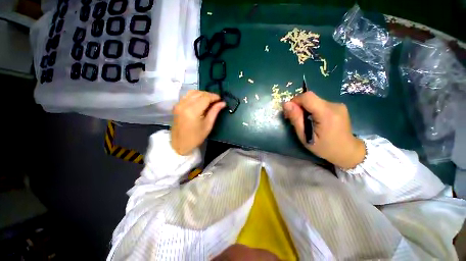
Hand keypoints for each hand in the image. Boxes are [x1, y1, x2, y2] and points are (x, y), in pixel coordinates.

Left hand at [171, 90, 225, 154]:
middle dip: (209, 95)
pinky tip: (200, 101)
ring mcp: (179, 104)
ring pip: (192, 92)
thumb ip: (215, 112)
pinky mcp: (177, 106)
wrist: (179, 144)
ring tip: (209, 100)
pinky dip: (195, 96)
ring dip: (202, 94)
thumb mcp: (208, 125)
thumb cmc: (196, 137)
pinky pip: (187, 95)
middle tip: (216, 101)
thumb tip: (223, 103)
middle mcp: (184, 104)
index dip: (214, 96)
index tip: (220, 99)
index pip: (205, 97)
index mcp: (193, 111)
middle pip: (199, 93)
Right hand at [283, 91, 365, 168]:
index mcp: (327, 114)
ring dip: (305, 108)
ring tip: (304, 121)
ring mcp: (338, 105)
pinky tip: (313, 119)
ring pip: (314, 100)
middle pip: (310, 98)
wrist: (347, 151)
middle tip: (294, 118)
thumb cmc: (324, 147)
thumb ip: (296, 119)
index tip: (289, 111)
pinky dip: (312, 109)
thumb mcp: (305, 136)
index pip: (307, 97)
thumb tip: (286, 104)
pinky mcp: (338, 106)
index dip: (295, 101)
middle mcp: (334, 105)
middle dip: (298, 105)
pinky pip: (319, 103)